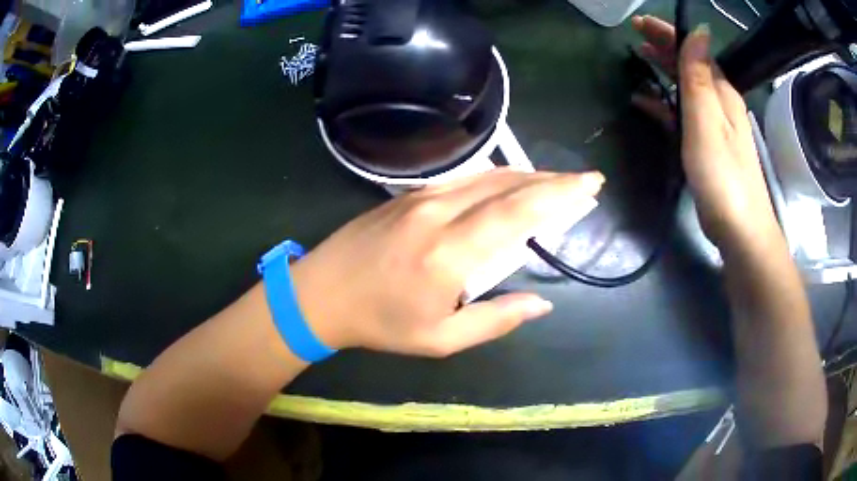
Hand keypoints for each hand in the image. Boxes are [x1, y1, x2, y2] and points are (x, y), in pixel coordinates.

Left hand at [289, 169, 603, 356]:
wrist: (321, 292)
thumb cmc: (379, 323)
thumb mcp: (440, 339)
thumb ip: (495, 320)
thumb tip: (542, 303)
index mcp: (449, 253)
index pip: (516, 212)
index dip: (558, 195)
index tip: (589, 185)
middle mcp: (439, 213)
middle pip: (508, 184)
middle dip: (553, 179)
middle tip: (585, 180)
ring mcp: (421, 198)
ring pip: (487, 176)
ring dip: (528, 176)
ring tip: (557, 183)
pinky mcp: (409, 194)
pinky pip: (464, 179)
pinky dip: (497, 179)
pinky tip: (511, 186)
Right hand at [632, 16, 780, 250]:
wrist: (741, 230)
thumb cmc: (723, 176)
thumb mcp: (707, 121)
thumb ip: (699, 76)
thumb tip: (698, 32)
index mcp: (720, 93)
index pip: (693, 50)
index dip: (668, 34)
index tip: (639, 23)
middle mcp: (720, 104)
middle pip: (691, 66)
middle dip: (665, 47)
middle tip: (636, 37)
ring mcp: (715, 127)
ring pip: (687, 88)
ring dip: (665, 72)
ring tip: (641, 60)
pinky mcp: (708, 147)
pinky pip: (685, 114)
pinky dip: (666, 104)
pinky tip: (648, 104)